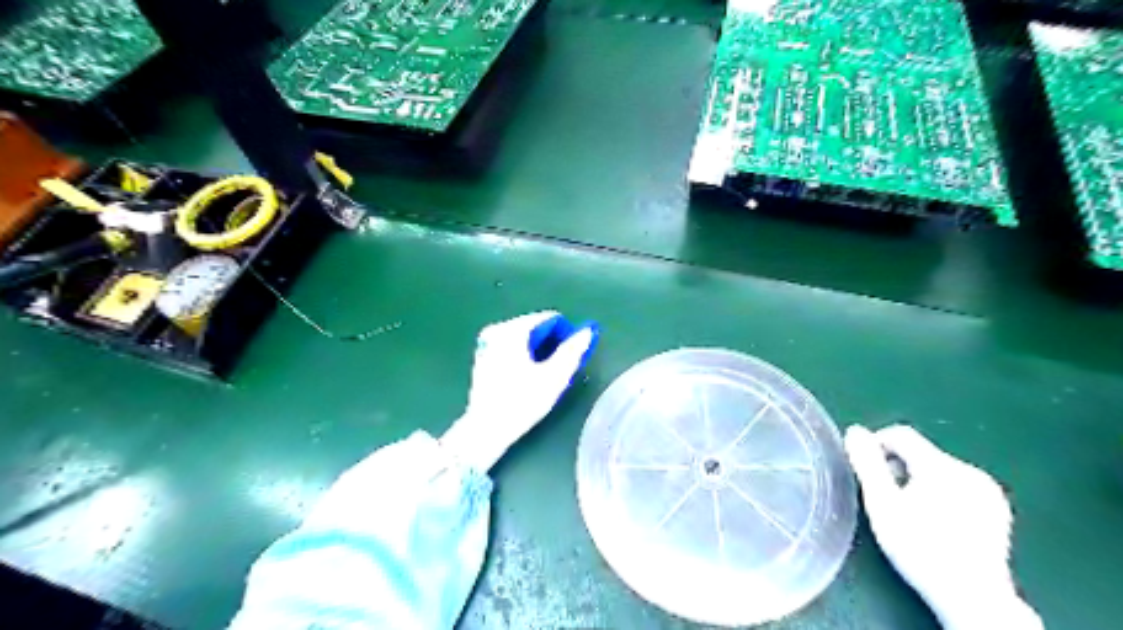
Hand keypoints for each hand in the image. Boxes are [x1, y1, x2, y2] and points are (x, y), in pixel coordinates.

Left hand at [438, 311, 594, 471]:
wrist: (486, 429)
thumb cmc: (522, 402)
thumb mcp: (554, 377)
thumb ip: (573, 351)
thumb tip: (587, 331)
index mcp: (513, 330)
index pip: (550, 319)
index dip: (566, 335)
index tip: (570, 358)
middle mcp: (497, 329)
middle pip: (536, 327)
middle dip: (551, 344)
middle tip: (558, 370)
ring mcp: (487, 342)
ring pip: (525, 338)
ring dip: (538, 351)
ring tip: (543, 376)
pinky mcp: (483, 356)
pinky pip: (512, 347)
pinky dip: (523, 356)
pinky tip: (526, 378)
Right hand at [843, 427, 1044, 626]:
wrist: (973, 597)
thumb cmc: (919, 548)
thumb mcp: (882, 504)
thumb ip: (867, 463)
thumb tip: (855, 431)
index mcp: (941, 466)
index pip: (901, 435)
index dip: (876, 444)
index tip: (864, 469)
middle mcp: (969, 471)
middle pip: (921, 453)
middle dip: (898, 467)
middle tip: (885, 497)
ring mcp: (988, 491)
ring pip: (939, 470)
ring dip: (918, 480)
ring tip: (908, 512)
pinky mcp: (998, 510)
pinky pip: (959, 486)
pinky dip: (941, 494)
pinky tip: (936, 522)